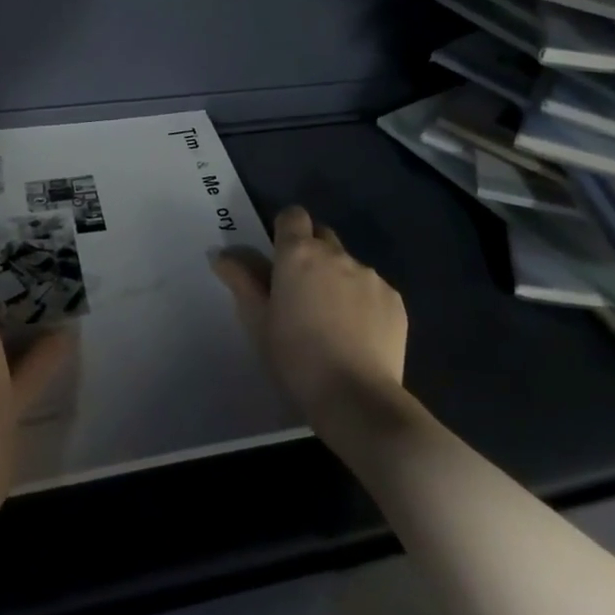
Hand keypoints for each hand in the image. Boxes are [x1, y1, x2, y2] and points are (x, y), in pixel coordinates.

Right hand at [211, 206, 408, 427]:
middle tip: (302, 292)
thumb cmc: (296, 358)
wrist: (357, 398)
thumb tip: (220, 255)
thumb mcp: (258, 323)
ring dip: (338, 280)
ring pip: (349, 264)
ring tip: (333, 322)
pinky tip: (358, 336)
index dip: (286, 231)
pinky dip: (363, 302)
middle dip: (312, 253)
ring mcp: (370, 275)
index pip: (293, 215)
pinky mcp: (394, 299)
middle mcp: (336, 254)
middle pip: (322, 236)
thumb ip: (241, 281)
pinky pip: (373, 289)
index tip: (280, 258)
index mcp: (299, 254)